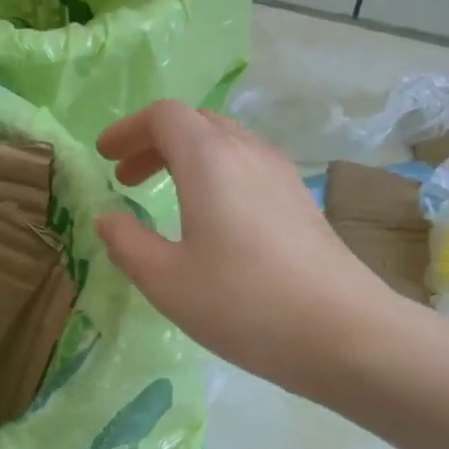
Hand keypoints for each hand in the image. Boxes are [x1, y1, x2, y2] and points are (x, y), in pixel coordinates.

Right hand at [95, 101, 398, 396]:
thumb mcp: (167, 281)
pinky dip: (218, 175)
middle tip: (128, 179)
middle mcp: (249, 152)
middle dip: (156, 143)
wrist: (343, 331)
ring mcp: (283, 175)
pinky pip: (250, 167)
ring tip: (167, 196)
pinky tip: (215, 220)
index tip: (106, 157)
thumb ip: (128, 244)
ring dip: (189, 159)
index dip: (129, 130)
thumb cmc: (244, 304)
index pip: (165, 116)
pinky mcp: (302, 202)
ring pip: (228, 144)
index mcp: (210, 159)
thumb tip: (108, 219)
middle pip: (197, 123)